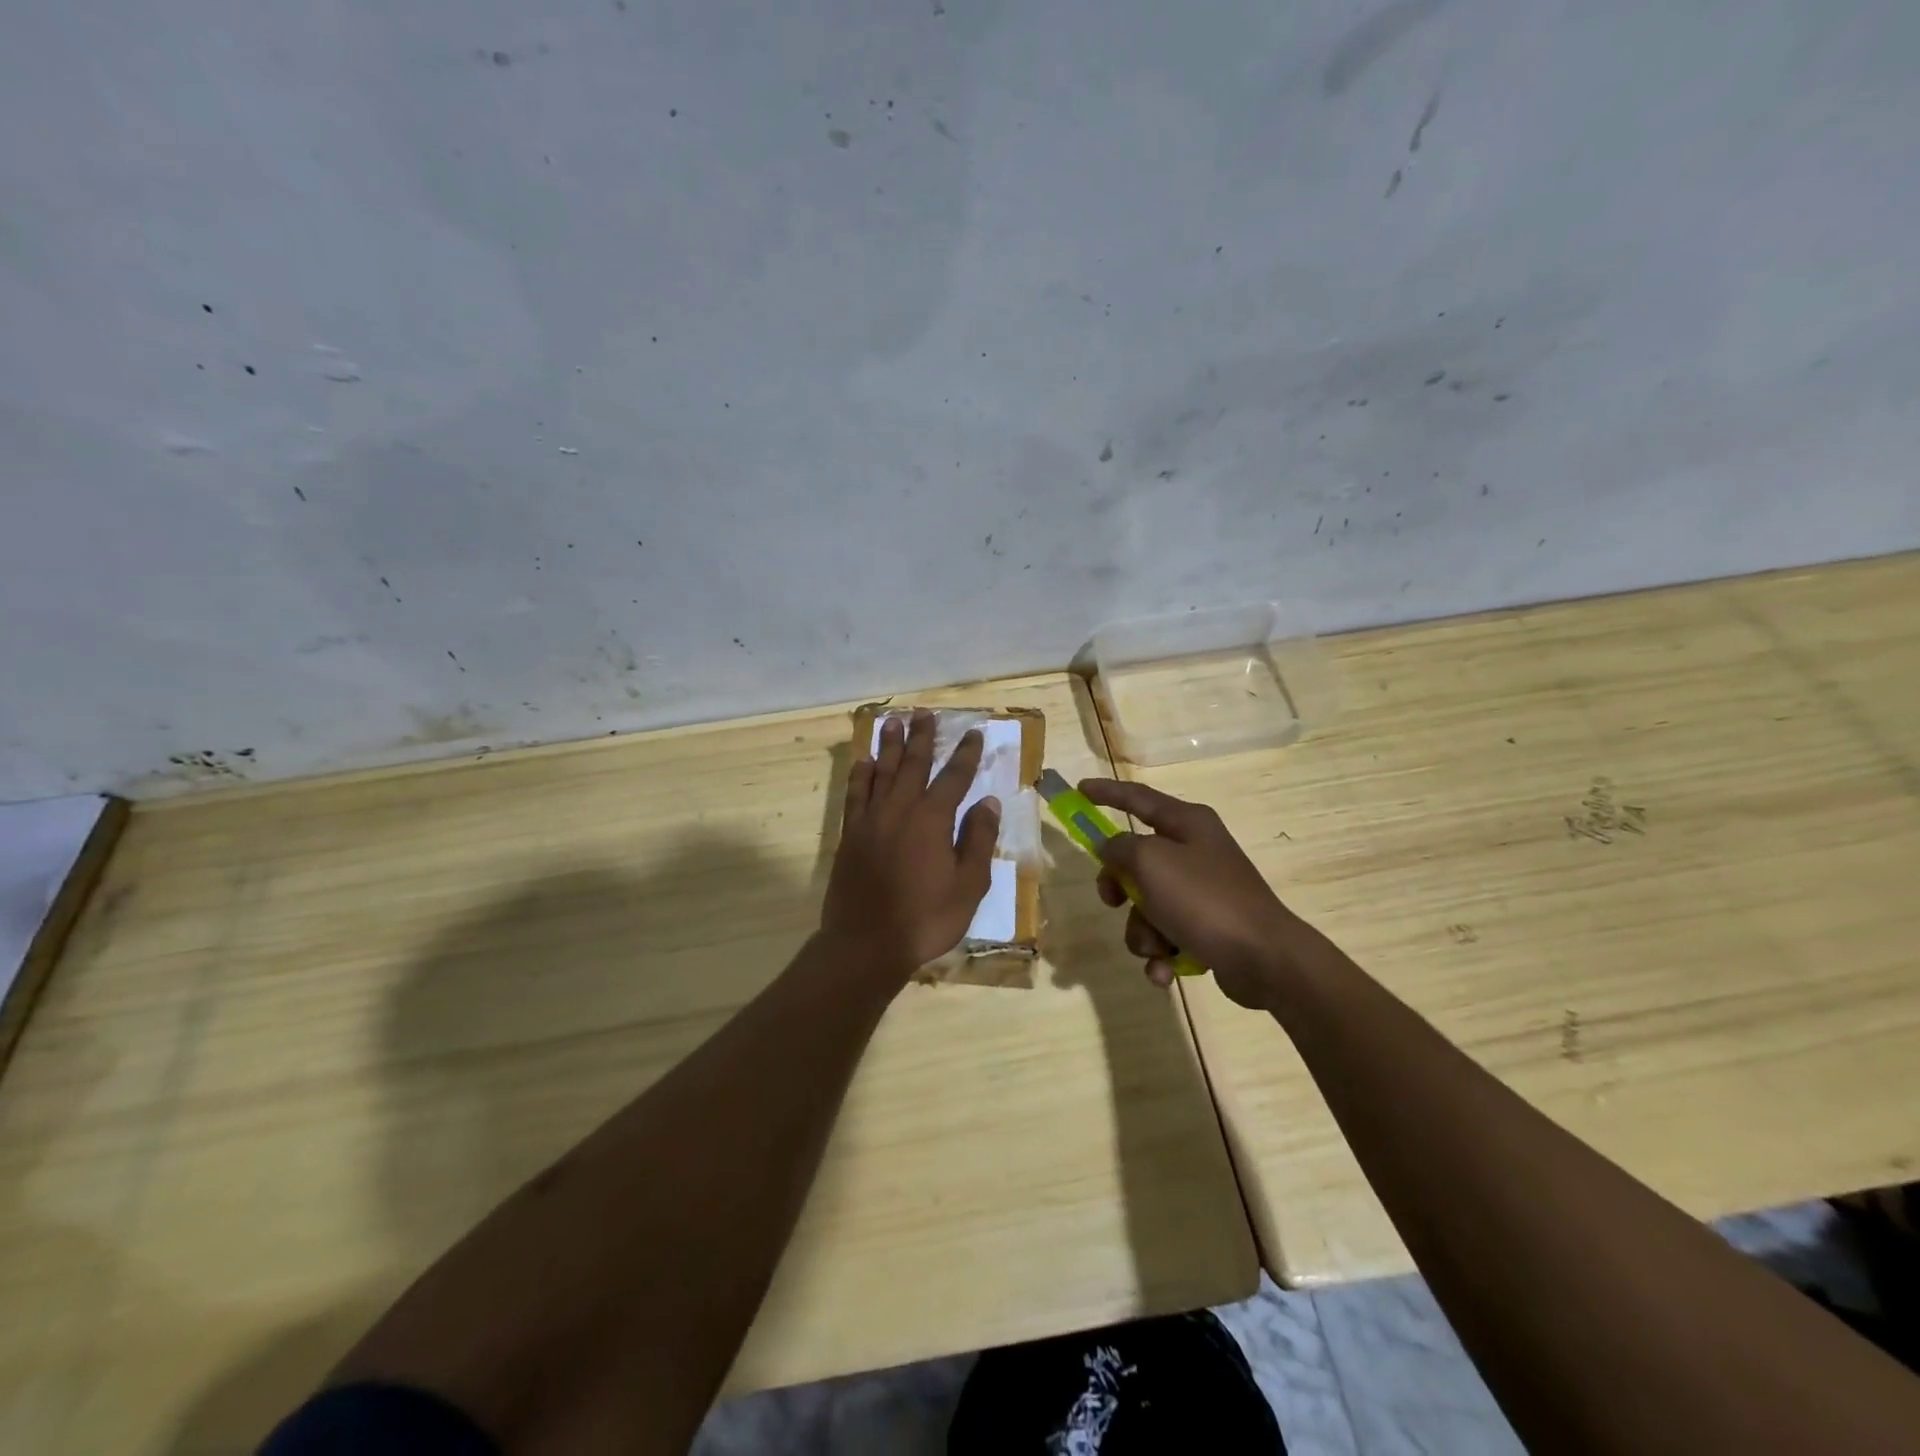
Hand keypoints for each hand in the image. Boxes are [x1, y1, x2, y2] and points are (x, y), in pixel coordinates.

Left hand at [822, 711, 1000, 973]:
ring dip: (889, 745)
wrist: (866, 943)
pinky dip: (860, 775)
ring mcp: (871, 820)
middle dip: (922, 737)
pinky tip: (863, 762)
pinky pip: (855, 794)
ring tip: (893, 722)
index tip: (973, 732)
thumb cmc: (925, 918)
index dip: (965, 754)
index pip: (954, 777)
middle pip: (913, 763)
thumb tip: (988, 802)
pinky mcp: (851, 834)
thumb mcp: (968, 886)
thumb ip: (977, 840)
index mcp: (933, 819)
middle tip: (925, 713)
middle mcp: (900, 809)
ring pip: (881, 772)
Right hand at [1079, 778, 1297, 1007]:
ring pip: (1147, 905)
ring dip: (1142, 930)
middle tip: (1113, 900)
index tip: (1080, 789)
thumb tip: (1111, 849)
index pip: (1138, 798)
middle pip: (1136, 860)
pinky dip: (1161, 954)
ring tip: (1157, 946)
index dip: (1107, 792)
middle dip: (1119, 887)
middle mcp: (1195, 852)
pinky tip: (1165, 971)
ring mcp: (1203, 892)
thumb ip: (1120, 849)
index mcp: (1187, 823)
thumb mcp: (1150, 863)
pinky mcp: (1207, 929)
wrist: (1265, 959)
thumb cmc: (1204, 899)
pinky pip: (1166, 936)